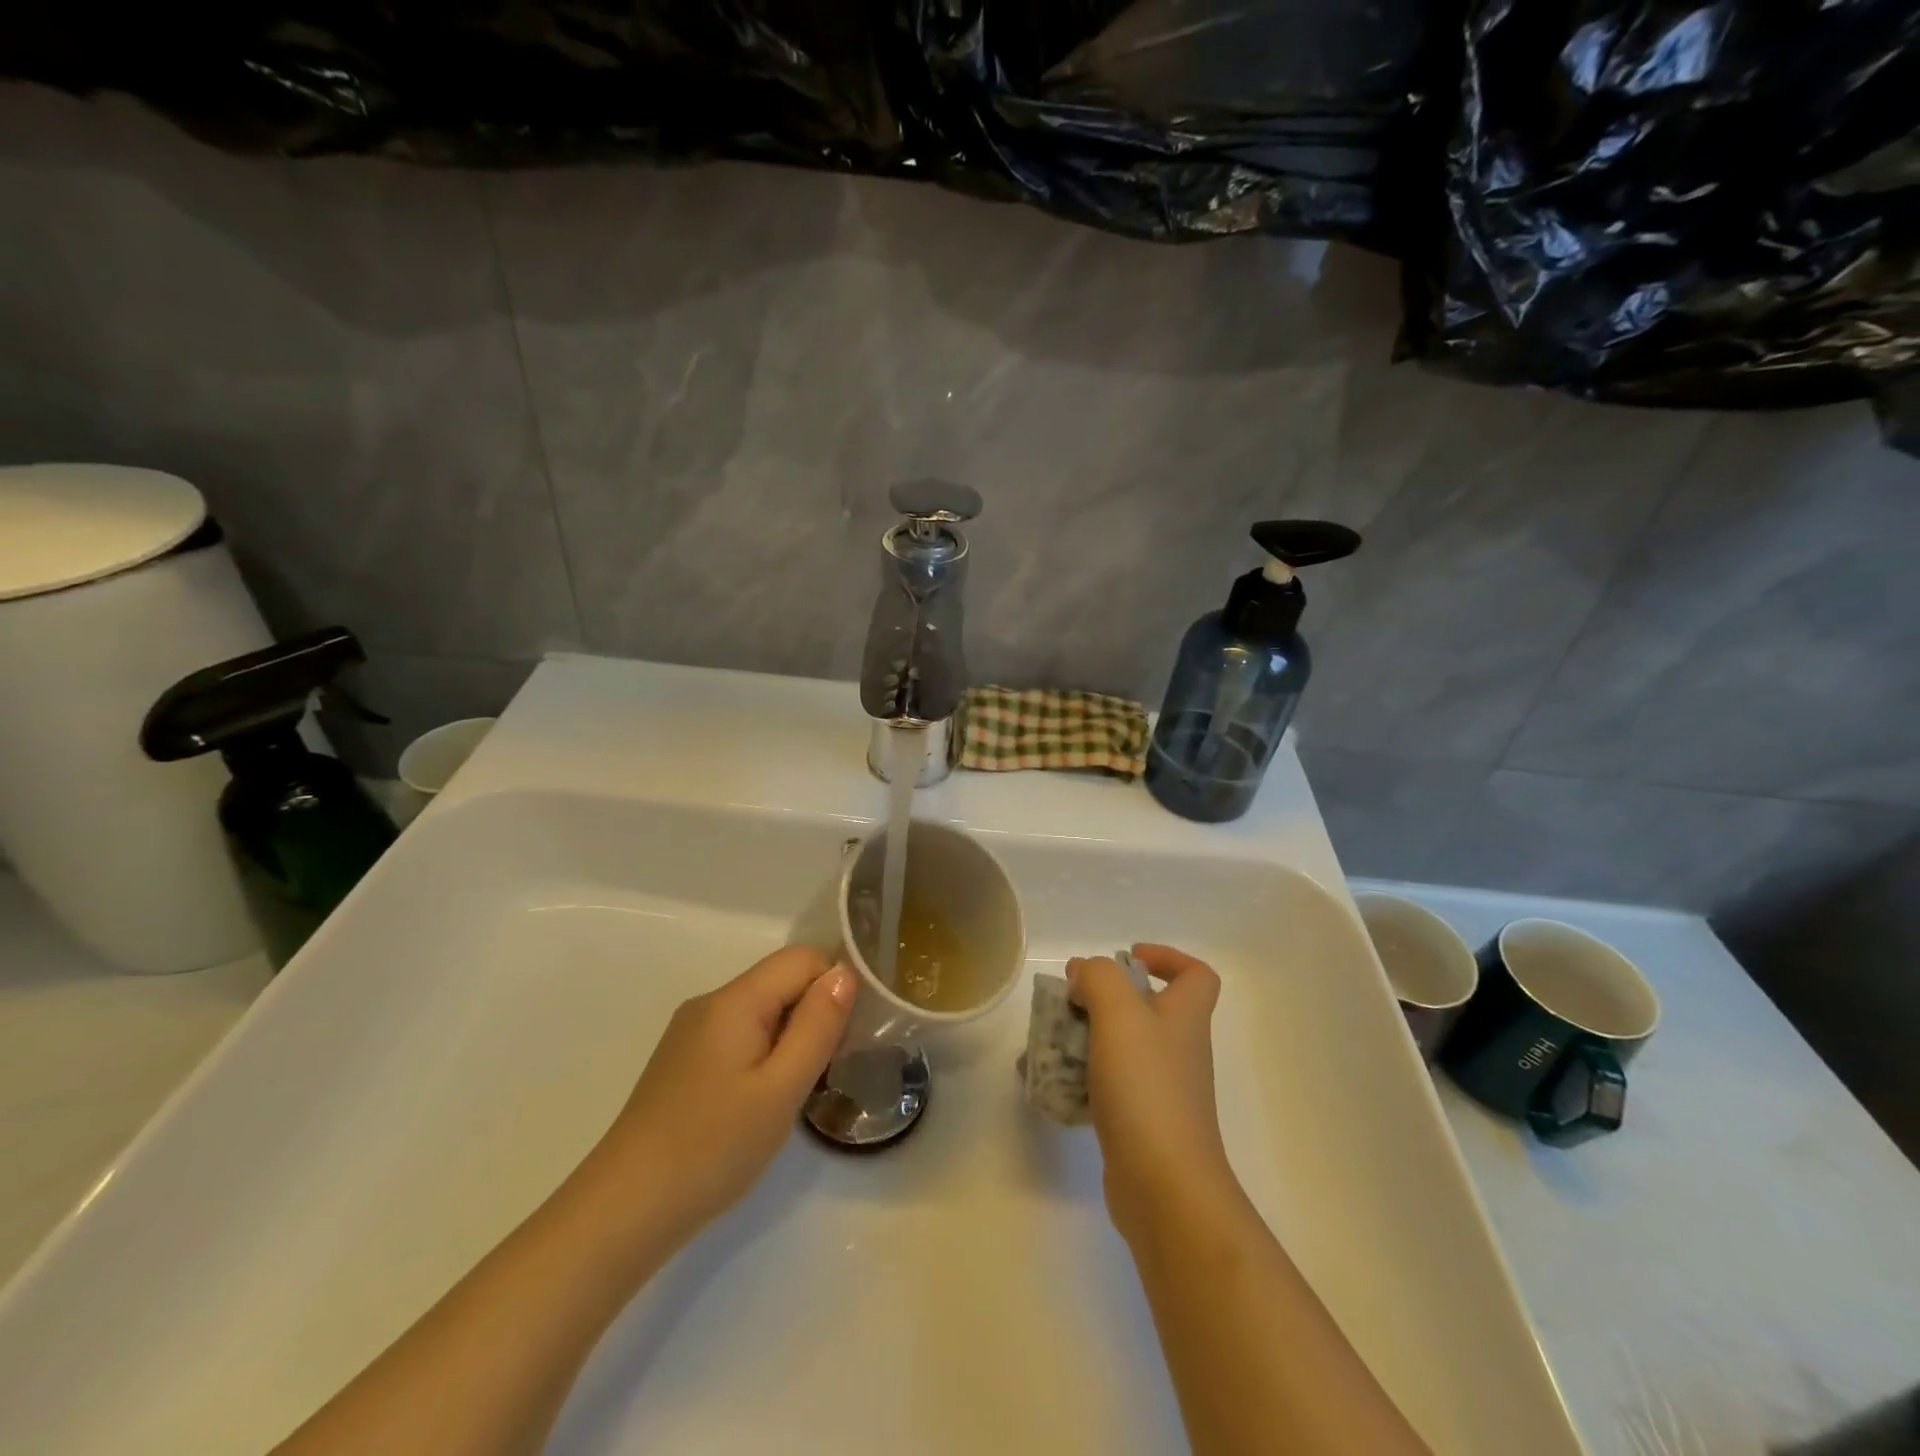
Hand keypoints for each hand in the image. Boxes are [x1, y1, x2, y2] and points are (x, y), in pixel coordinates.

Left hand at [590, 946, 854, 1245]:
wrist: (625, 1210)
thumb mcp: (781, 1088)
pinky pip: (739, 1033)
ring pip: (762, 1009)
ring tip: (794, 1090)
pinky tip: (759, 1101)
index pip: (803, 958)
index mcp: (735, 1000)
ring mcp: (692, 1031)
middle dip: (814, 1013)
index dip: (834, 986)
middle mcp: (711, 1002)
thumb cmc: (713, 1147)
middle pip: (780, 980)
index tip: (846, 1036)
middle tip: (825, 1069)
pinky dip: (764, 1052)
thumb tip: (845, 973)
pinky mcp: (683, 1060)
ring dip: (790, 1036)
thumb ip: (818, 1025)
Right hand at [1067, 944, 1239, 1248]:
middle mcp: (1177, 1049)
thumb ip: (1099, 979)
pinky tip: (1049, 1083)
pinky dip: (1079, 1078)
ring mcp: (1160, 1088)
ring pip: (1120, 1047)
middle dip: (1103, 999)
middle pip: (1146, 1008)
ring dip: (1084, 1037)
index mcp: (1184, 1017)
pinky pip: (1107, 1086)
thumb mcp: (1119, 1014)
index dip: (1166, 958)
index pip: (1195, 975)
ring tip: (1047, 1041)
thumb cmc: (1147, 1088)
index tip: (1126, 959)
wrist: (1164, 1186)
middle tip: (1068, 1001)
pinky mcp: (1139, 1122)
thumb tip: (1085, 974)